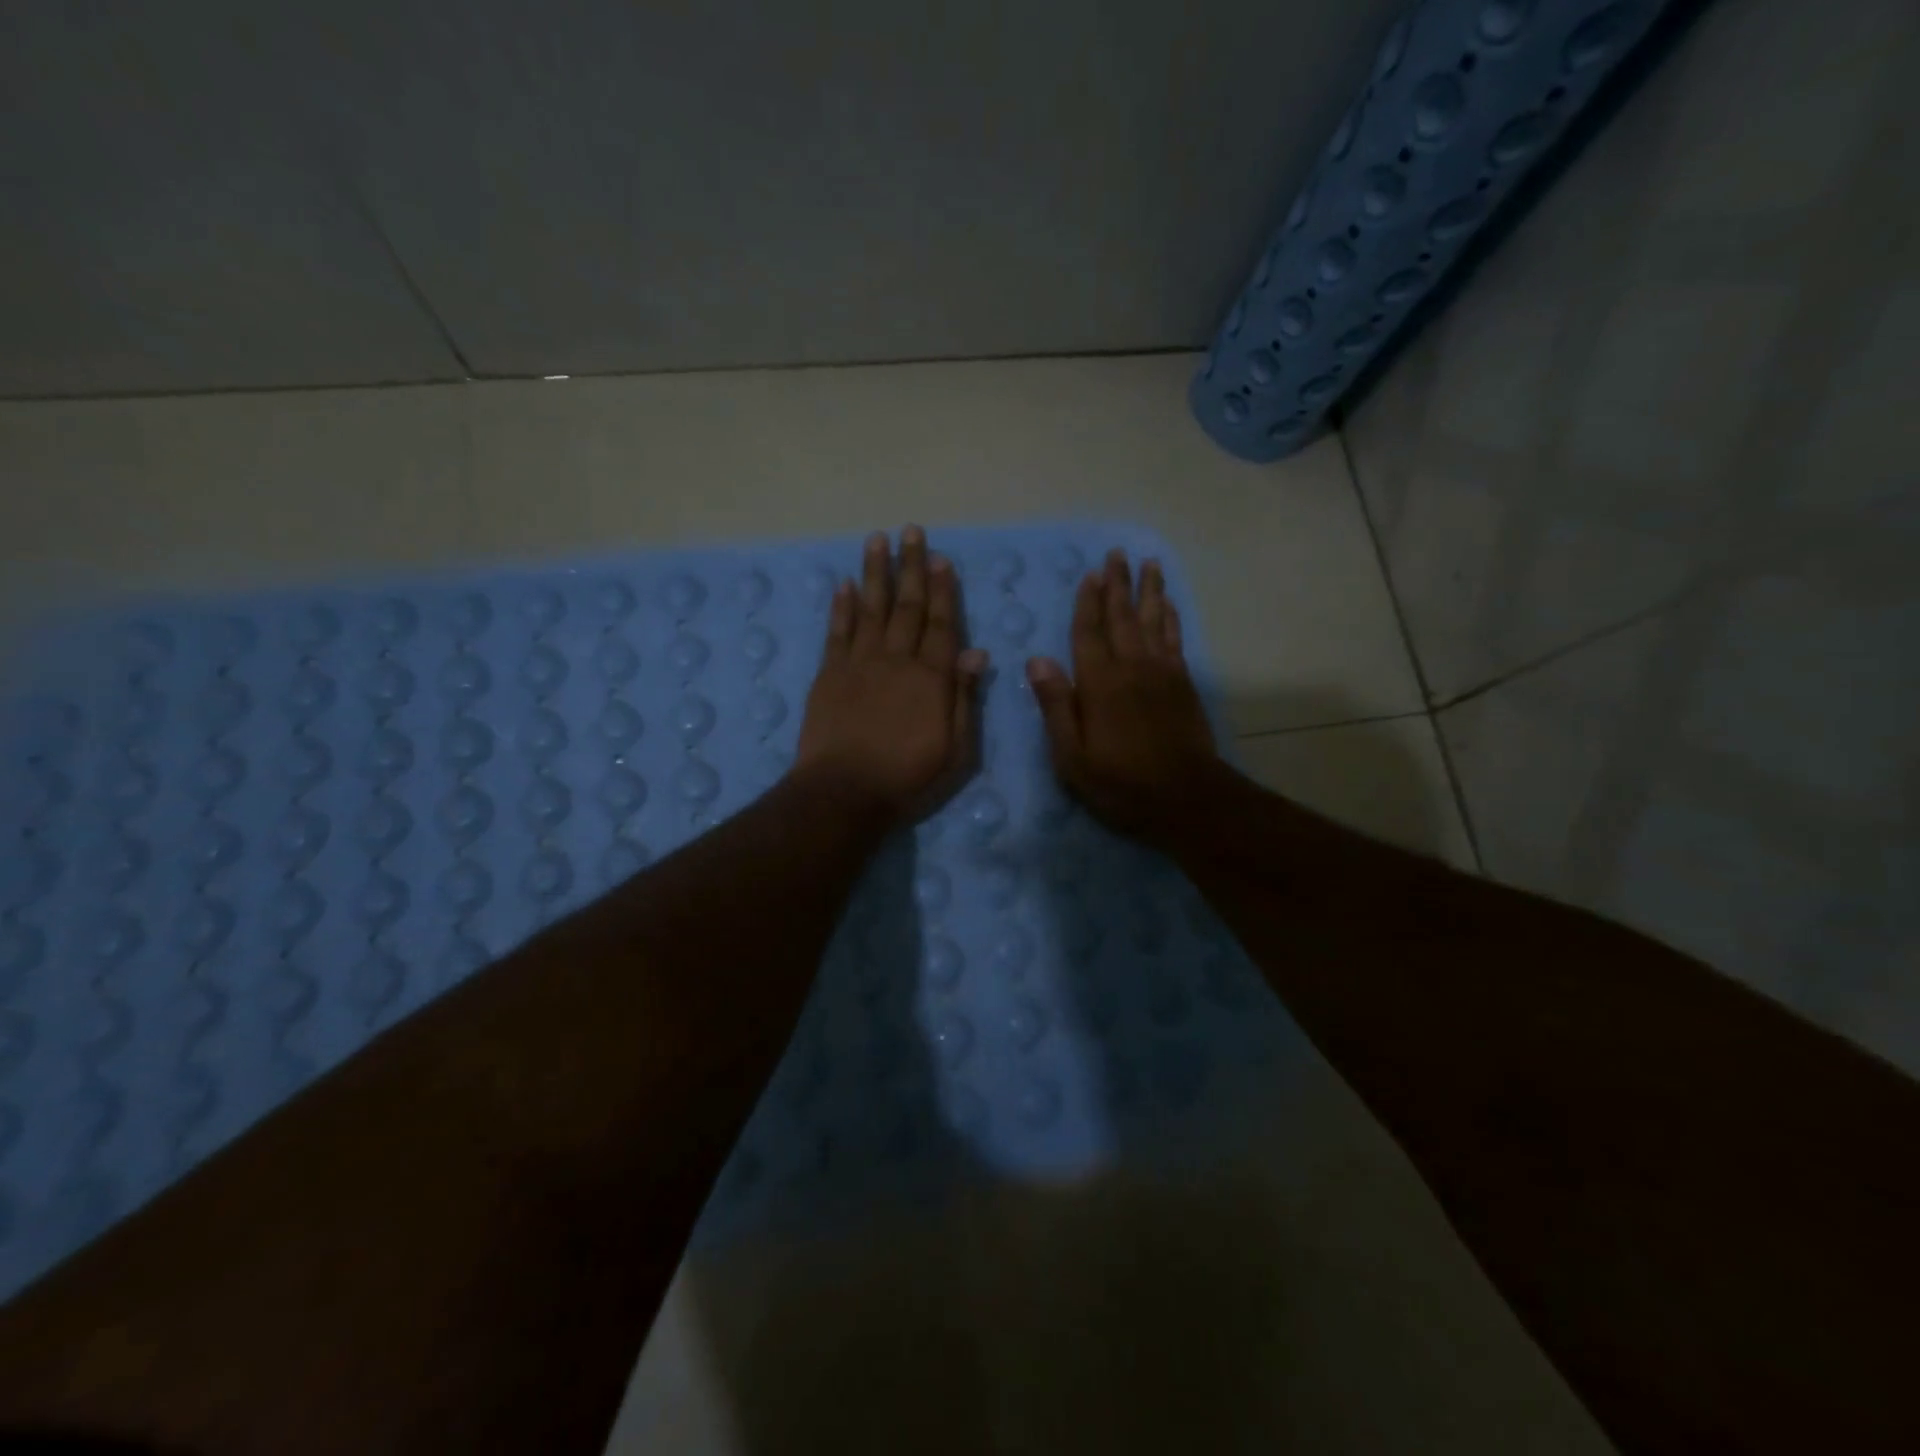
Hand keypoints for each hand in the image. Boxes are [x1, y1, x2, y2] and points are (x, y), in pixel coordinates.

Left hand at [795, 526, 988, 828]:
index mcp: (931, 678)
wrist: (843, 793)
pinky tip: (843, 584)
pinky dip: (840, 607)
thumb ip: (965, 698)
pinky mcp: (829, 675)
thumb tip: (977, 652)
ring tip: (877, 540)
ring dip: (874, 573)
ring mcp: (859, 664)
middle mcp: (896, 660)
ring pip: (869, 608)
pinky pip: (836, 632)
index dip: (944, 590)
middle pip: (907, 606)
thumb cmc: (908, 778)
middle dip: (911, 567)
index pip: (942, 624)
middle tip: (911, 531)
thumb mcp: (956, 750)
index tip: (941, 558)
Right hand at [1026, 549, 1218, 844]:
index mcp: (1099, 684)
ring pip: (1154, 621)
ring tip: (1148, 563)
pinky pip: (1175, 640)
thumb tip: (1036, 660)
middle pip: (1123, 617)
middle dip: (1118, 584)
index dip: (1088, 603)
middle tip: (1117, 553)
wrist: (1186, 798)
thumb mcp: (1072, 756)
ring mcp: (1162, 673)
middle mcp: (1131, 668)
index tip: (1090, 574)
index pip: (1089, 633)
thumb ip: (1056, 705)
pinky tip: (1168, 605)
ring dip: (1149, 591)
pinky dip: (1171, 618)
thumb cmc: (1120, 782)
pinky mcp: (1183, 684)